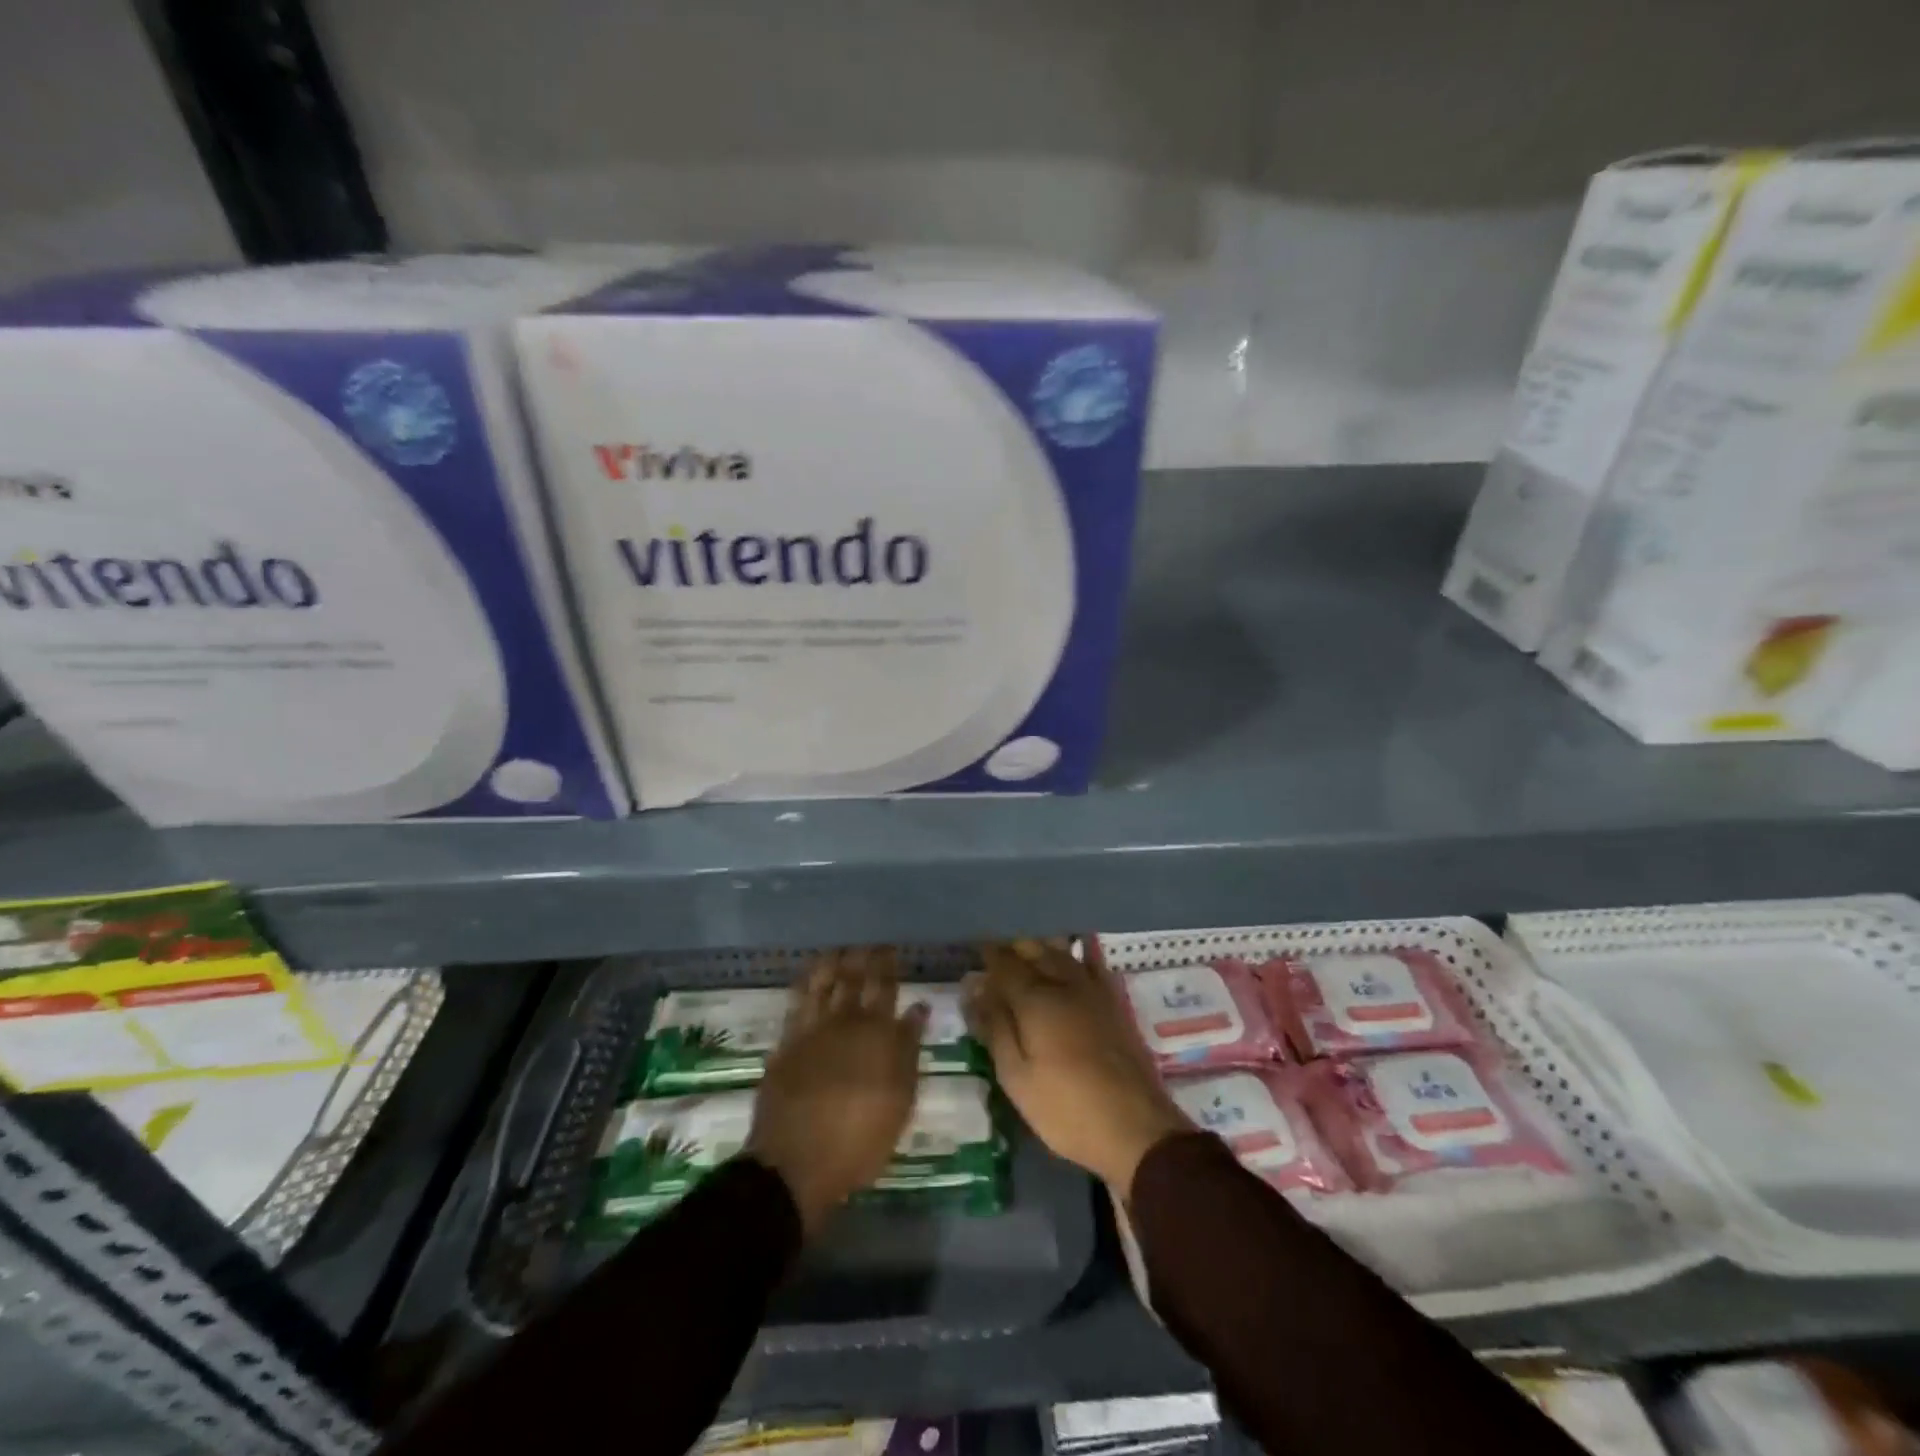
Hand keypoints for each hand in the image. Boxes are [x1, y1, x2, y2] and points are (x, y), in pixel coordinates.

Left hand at [745, 947, 926, 1234]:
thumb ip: (909, 1050)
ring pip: (825, 983)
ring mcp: (813, 1029)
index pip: (886, 989)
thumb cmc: (859, 1141)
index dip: (889, 966)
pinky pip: (798, 1000)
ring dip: (835, 962)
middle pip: (856, 980)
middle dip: (864, 958)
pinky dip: (806, 981)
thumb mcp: (900, 1101)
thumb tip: (918, 1008)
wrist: (796, 1163)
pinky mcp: (787, 1042)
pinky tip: (810, 974)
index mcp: (878, 1035)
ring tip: (841, 948)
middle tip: (869, 943)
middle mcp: (846, 1022)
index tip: (892, 949)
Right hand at [964, 940, 1187, 1195]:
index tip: (975, 952)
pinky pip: (1091, 964)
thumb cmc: (1065, 1108)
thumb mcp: (1016, 1076)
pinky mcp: (1114, 1003)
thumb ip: (995, 1027)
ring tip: (1026, 955)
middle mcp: (1064, 983)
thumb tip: (974, 988)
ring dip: (1041, 947)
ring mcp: (1094, 990)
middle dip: (1013, 946)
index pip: (1005, 963)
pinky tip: (1070, 961)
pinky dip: (1075, 957)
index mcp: (1035, 999)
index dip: (989, 955)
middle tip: (996, 954)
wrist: (1136, 1128)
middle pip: (1035, 949)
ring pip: (1063, 952)